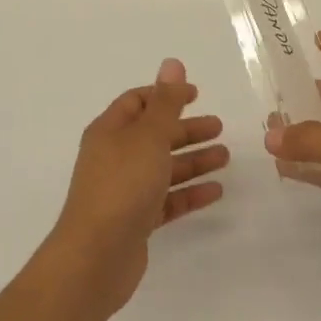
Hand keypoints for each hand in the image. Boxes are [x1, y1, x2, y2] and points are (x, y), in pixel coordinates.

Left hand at [48, 58, 227, 317]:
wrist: (95, 258)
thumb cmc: (122, 185)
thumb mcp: (149, 136)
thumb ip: (166, 102)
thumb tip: (172, 63)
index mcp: (111, 131)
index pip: (138, 102)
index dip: (166, 95)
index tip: (197, 94)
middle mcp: (115, 157)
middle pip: (154, 135)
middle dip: (186, 129)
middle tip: (219, 128)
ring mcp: (124, 191)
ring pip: (163, 167)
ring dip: (193, 160)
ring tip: (225, 158)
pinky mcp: (135, 221)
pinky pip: (167, 200)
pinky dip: (189, 193)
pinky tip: (215, 191)